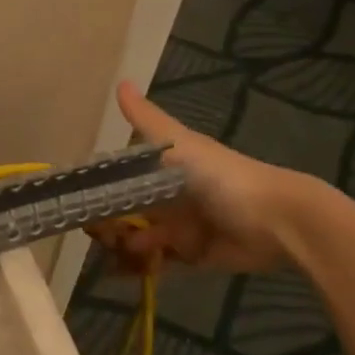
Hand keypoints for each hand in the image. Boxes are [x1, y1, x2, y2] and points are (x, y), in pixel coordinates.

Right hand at [88, 81, 314, 274]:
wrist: (275, 220)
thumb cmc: (221, 177)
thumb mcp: (179, 144)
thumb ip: (147, 119)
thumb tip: (120, 81)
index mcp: (166, 169)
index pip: (123, 177)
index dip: (101, 187)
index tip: (78, 197)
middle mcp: (170, 197)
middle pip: (129, 210)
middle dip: (108, 222)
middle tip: (93, 232)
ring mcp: (181, 228)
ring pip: (140, 238)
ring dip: (122, 246)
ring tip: (109, 253)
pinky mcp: (192, 256)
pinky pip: (160, 264)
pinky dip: (140, 268)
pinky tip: (118, 272)